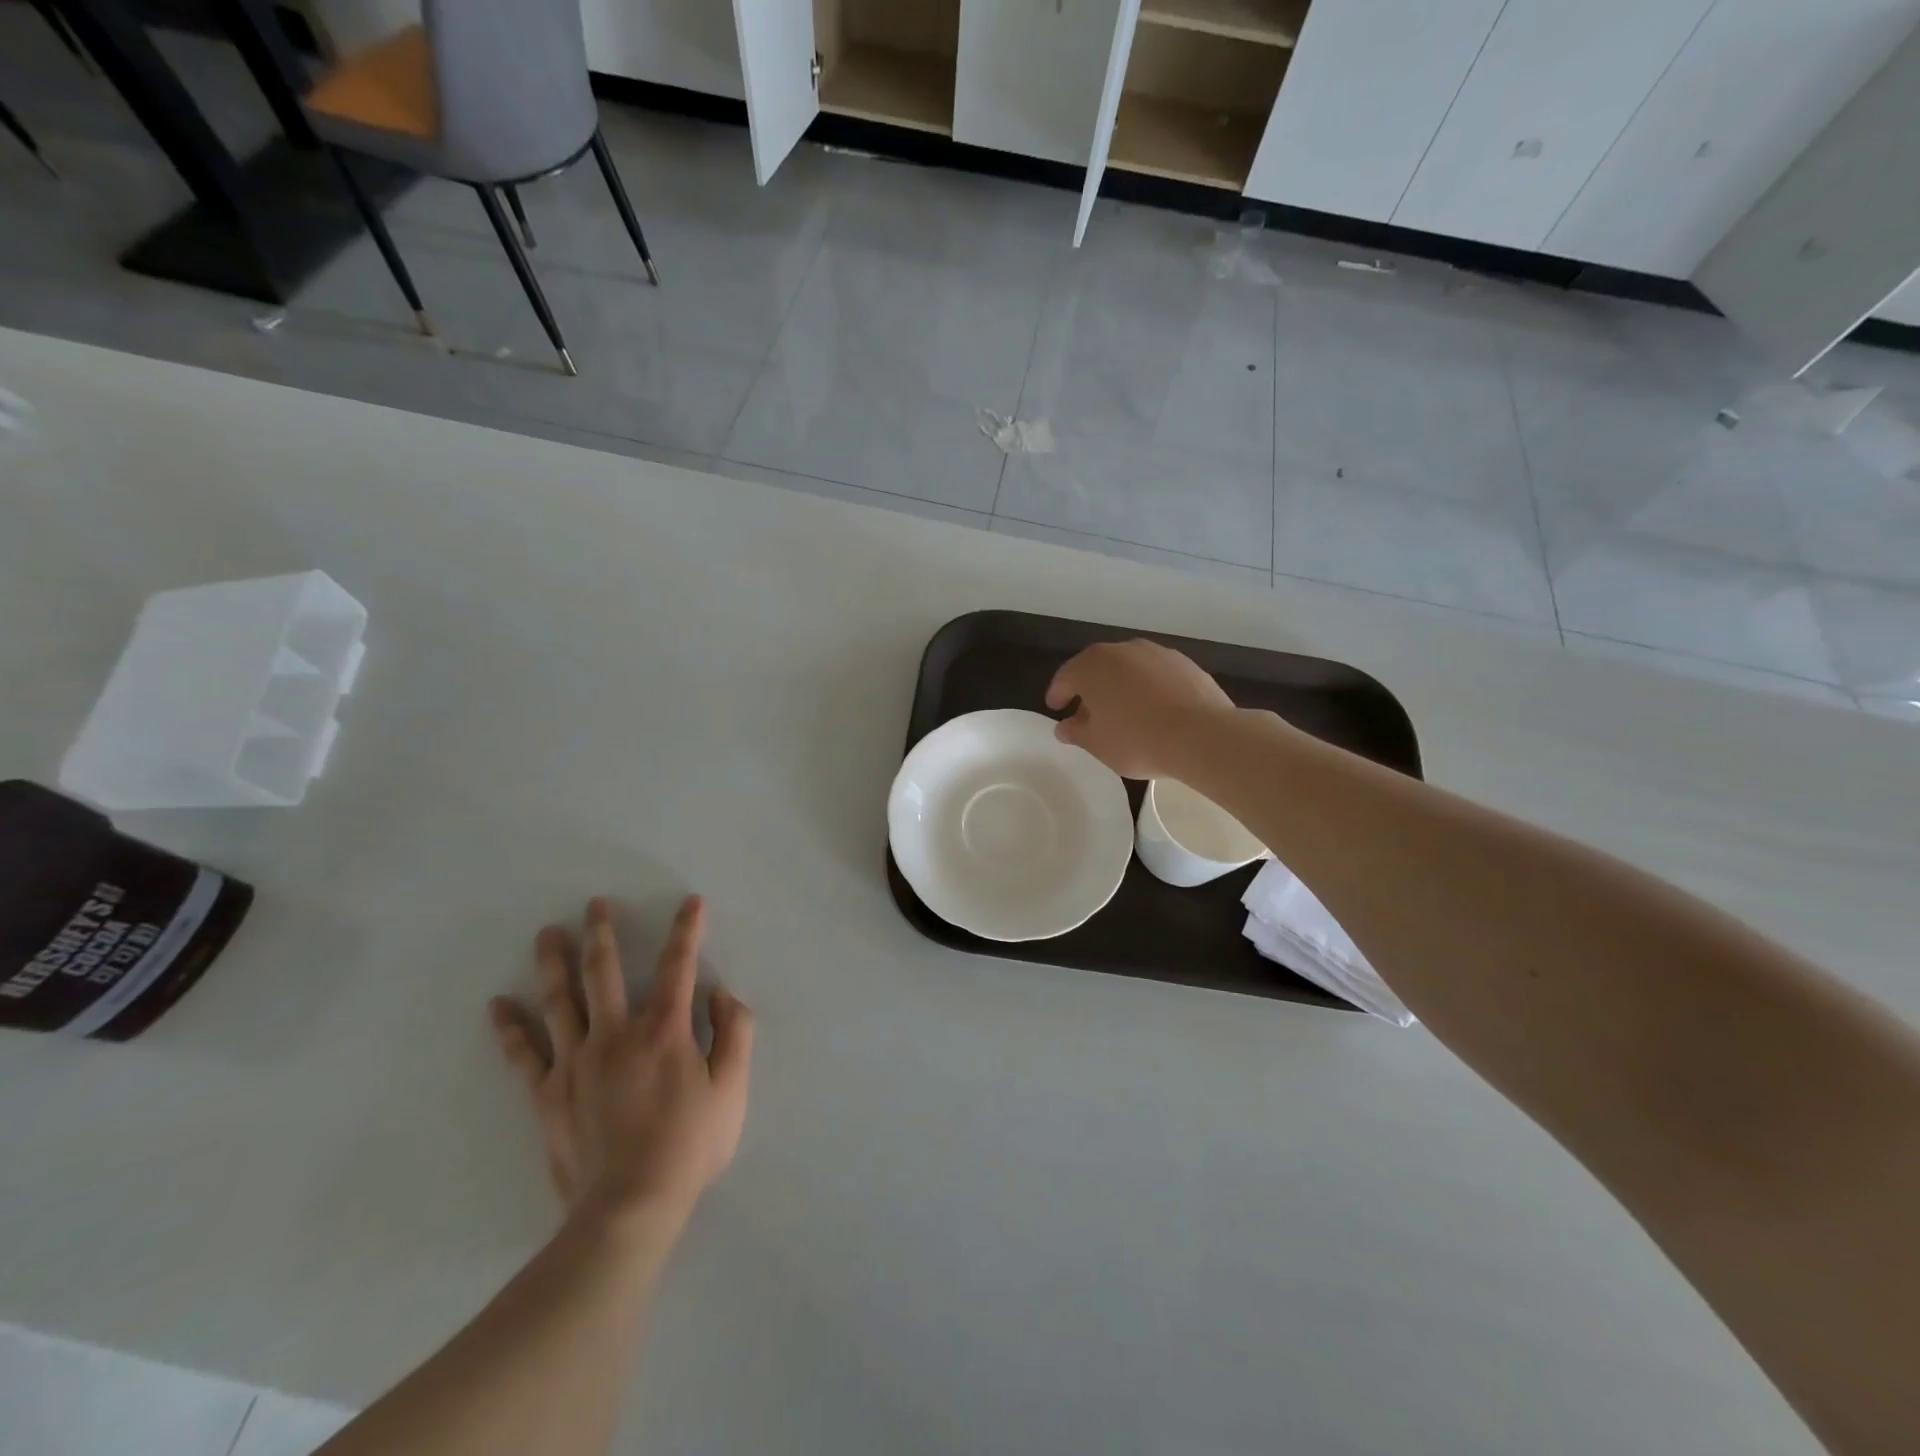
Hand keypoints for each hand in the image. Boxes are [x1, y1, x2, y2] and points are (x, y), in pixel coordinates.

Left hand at [489, 895, 752, 1226]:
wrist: (630, 1208)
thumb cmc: (690, 1146)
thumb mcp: (733, 1088)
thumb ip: (734, 1033)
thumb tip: (720, 994)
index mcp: (663, 1030)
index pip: (677, 966)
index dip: (687, 930)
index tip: (691, 903)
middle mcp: (615, 1034)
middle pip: (603, 972)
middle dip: (602, 933)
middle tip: (595, 905)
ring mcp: (575, 1063)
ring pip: (560, 1001)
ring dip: (554, 963)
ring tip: (548, 933)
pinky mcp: (547, 1095)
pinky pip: (524, 1055)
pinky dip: (510, 1029)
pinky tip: (498, 1005)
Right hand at [1046, 639, 1236, 778]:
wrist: (1201, 735)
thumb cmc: (1137, 740)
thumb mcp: (1097, 744)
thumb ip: (1076, 732)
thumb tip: (1065, 727)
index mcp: (1092, 666)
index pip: (1066, 677)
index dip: (1058, 694)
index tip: (1056, 708)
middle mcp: (1122, 650)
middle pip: (1098, 668)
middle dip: (1091, 689)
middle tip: (1088, 713)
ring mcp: (1156, 653)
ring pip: (1129, 669)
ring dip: (1121, 686)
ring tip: (1124, 712)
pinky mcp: (1185, 663)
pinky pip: (1156, 675)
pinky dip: (1149, 688)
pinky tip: (1155, 710)